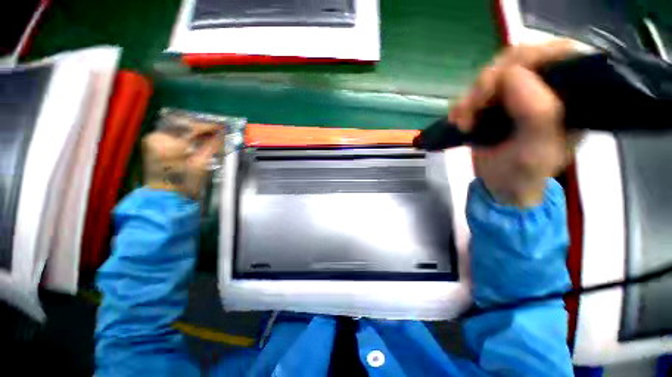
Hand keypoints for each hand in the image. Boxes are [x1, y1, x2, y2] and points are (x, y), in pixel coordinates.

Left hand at [142, 122, 222, 199]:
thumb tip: (222, 134)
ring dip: (194, 131)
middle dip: (201, 127)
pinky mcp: (152, 144)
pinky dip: (185, 135)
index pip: (191, 127)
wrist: (166, 197)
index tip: (222, 127)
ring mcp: (152, 140)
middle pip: (183, 125)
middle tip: (216, 131)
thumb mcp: (202, 164)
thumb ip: (212, 146)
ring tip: (209, 135)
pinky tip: (196, 139)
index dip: (209, 127)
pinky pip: (171, 133)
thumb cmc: (185, 183)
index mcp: (168, 143)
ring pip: (177, 128)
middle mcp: (156, 137)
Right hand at [451, 39, 581, 206]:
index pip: (558, 53)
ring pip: (493, 72)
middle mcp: (549, 87)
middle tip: (472, 109)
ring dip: (472, 97)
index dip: (527, 60)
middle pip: (519, 58)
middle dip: (489, 82)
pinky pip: (477, 89)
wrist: (500, 186)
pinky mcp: (497, 101)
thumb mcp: (537, 149)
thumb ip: (537, 111)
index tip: (498, 88)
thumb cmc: (524, 173)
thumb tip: (511, 74)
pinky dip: (463, 103)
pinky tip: (458, 120)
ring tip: (462, 122)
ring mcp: (520, 92)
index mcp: (573, 95)